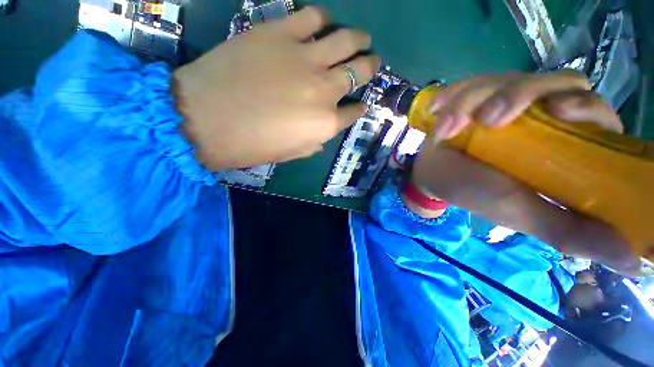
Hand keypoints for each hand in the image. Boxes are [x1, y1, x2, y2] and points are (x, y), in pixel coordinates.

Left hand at [173, 7, 380, 169]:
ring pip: (346, 40)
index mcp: (325, 124)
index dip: (360, 107)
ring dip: (358, 39)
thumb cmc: (251, 145)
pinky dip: (323, 19)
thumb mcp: (290, 153)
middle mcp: (324, 90)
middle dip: (369, 66)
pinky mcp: (280, 33)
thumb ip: (314, 143)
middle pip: (359, 71)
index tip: (361, 104)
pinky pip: (313, 17)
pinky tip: (323, 23)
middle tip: (371, 60)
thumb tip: (324, 133)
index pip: (354, 112)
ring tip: (361, 38)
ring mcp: (305, 59)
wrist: (205, 119)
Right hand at [410, 71, 639, 274]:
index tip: (556, 111)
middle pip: (551, 82)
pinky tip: (436, 110)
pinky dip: (452, 95)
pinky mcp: (473, 97)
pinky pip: (469, 83)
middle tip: (485, 120)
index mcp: (560, 144)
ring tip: (444, 129)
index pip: (593, 111)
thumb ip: (569, 231)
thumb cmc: (475, 193)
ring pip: (503, 79)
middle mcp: (537, 116)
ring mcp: (503, 102)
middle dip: (517, 94)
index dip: (583, 105)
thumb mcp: (520, 213)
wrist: (433, 176)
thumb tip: (633, 259)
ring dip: (470, 101)